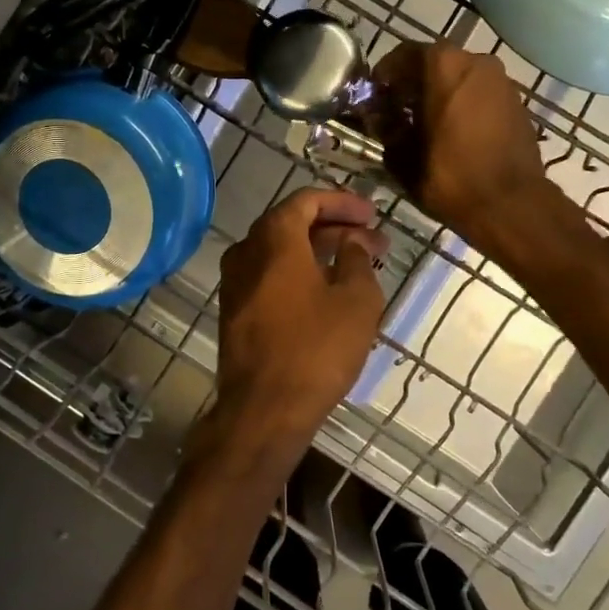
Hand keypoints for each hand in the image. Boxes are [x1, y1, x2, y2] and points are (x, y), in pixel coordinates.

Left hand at [203, 188, 387, 466]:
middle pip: (292, 224)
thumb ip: (357, 258)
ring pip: (280, 251)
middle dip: (335, 228)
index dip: (342, 202)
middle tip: (373, 240)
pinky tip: (328, 290)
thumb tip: (352, 240)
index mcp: (273, 238)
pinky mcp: (234, 310)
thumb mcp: (356, 300)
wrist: (264, 409)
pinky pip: (270, 275)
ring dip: (319, 251)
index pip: (306, 200)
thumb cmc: (315, 349)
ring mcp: (235, 282)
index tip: (372, 213)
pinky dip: (299, 272)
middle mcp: (246, 251)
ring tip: (358, 264)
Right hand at [374, 42, 571, 250]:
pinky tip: (453, 134)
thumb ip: (385, 127)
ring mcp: (502, 81)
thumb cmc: (449, 176)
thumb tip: (380, 117)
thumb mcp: (401, 155)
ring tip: (424, 126)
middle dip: (412, 85)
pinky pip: (480, 94)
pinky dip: (462, 105)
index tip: (374, 98)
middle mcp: (476, 61)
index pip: (404, 54)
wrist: (510, 205)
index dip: (384, 75)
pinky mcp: (517, 102)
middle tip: (396, 113)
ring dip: (439, 94)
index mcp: (444, 65)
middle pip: (434, 63)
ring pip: (459, 78)